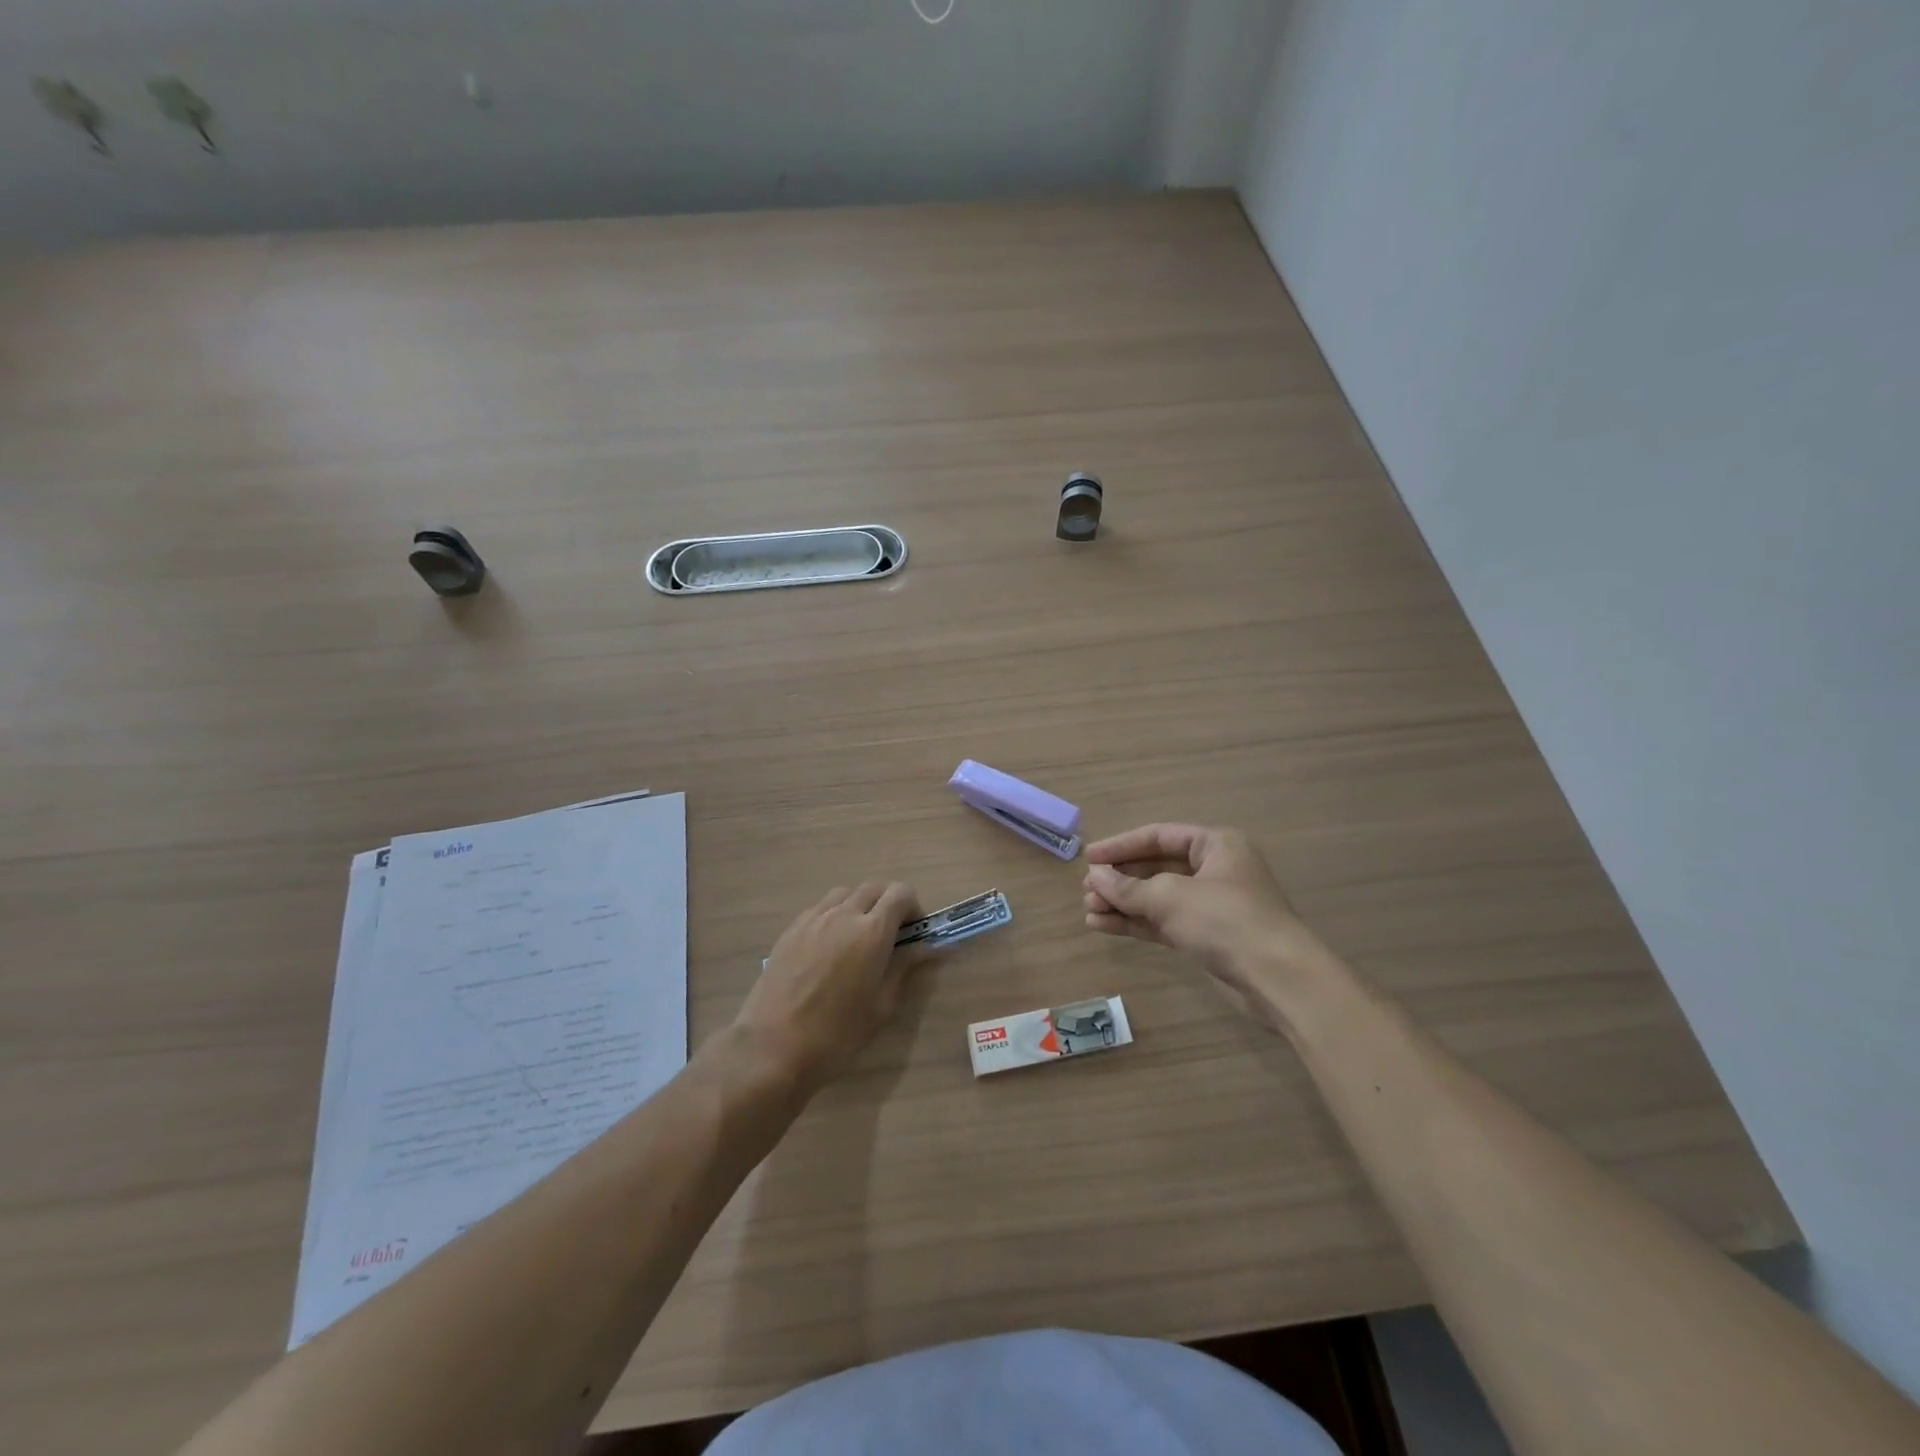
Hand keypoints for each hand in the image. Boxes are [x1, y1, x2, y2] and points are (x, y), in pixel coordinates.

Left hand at [735, 882, 923, 1091]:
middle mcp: (843, 914)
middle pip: (873, 888)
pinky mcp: (790, 930)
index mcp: (872, 932)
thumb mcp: (881, 1005)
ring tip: (858, 938)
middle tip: (890, 936)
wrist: (772, 1047)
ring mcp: (812, 919)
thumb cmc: (836, 1034)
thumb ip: (903, 967)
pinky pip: (819, 908)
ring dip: (859, 906)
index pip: (901, 893)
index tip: (913, 933)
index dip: (913, 908)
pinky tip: (829, 947)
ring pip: (844, 894)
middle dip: (887, 904)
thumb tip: (926, 948)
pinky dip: (833, 915)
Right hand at [1083, 823, 1328, 1009]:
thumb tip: (1094, 878)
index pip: (1159, 836)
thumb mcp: (1170, 897)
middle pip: (1157, 866)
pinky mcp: (1207, 936)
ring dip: (1124, 903)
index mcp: (1215, 844)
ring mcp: (1211, 905)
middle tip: (1087, 890)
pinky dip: (1136, 923)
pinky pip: (1164, 922)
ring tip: (1089, 911)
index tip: (1089, 858)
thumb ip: (1127, 887)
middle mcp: (1215, 869)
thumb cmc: (1225, 920)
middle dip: (1120, 879)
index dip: (1121, 846)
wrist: (1277, 978)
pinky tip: (1104, 926)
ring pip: (1158, 897)